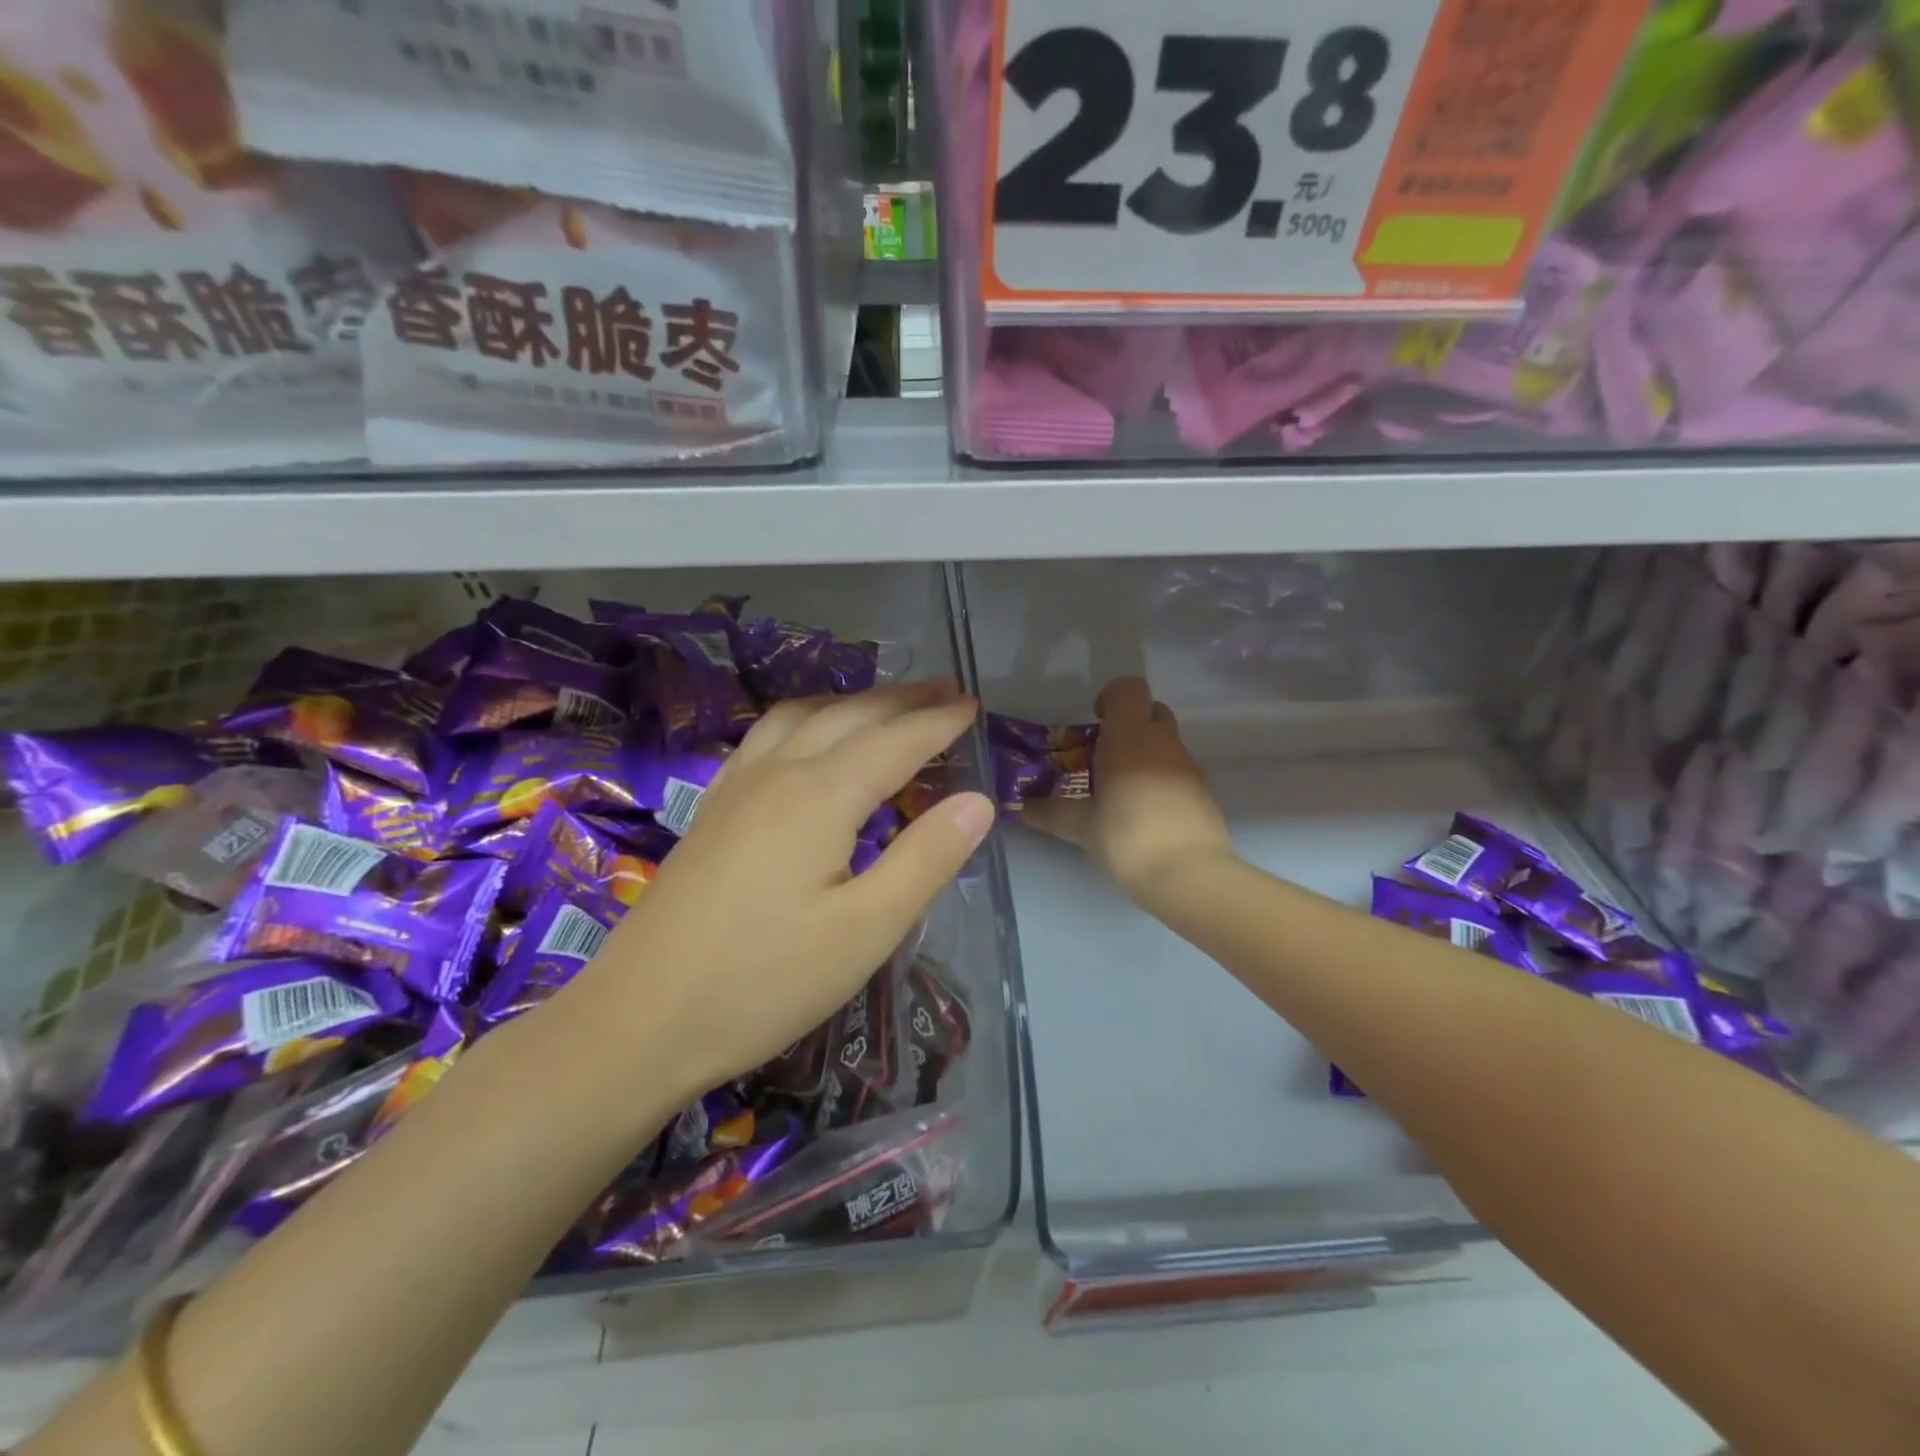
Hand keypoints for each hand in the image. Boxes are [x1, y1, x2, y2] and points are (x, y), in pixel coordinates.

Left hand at [567, 680, 994, 1099]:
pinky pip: (766, 736)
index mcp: (820, 796)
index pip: (895, 741)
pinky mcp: (712, 809)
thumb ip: (926, 859)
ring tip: (885, 706)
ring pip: (802, 716)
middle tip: (946, 692)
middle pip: (849, 716)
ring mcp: (736, 787)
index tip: (973, 705)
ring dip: (851, 702)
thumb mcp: (866, 931)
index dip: (939, 722)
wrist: (638, 1022)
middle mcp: (777, 773)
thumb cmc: (763, 983)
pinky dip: (805, 719)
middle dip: (903, 700)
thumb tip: (978, 802)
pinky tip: (805, 740)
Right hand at [1026, 677, 1233, 910]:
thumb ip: (1050, 812)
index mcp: (1129, 736)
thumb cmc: (1127, 836)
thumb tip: (1021, 807)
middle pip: (1151, 710)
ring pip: (1165, 741)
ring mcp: (1187, 765)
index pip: (1128, 689)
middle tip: (1102, 755)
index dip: (1110, 698)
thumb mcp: (1080, 826)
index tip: (1094, 723)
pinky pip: (1177, 769)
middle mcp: (1162, 741)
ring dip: (1143, 753)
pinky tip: (1142, 812)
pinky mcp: (1201, 791)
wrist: (1190, 875)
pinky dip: (1159, 778)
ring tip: (1118, 790)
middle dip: (1128, 724)